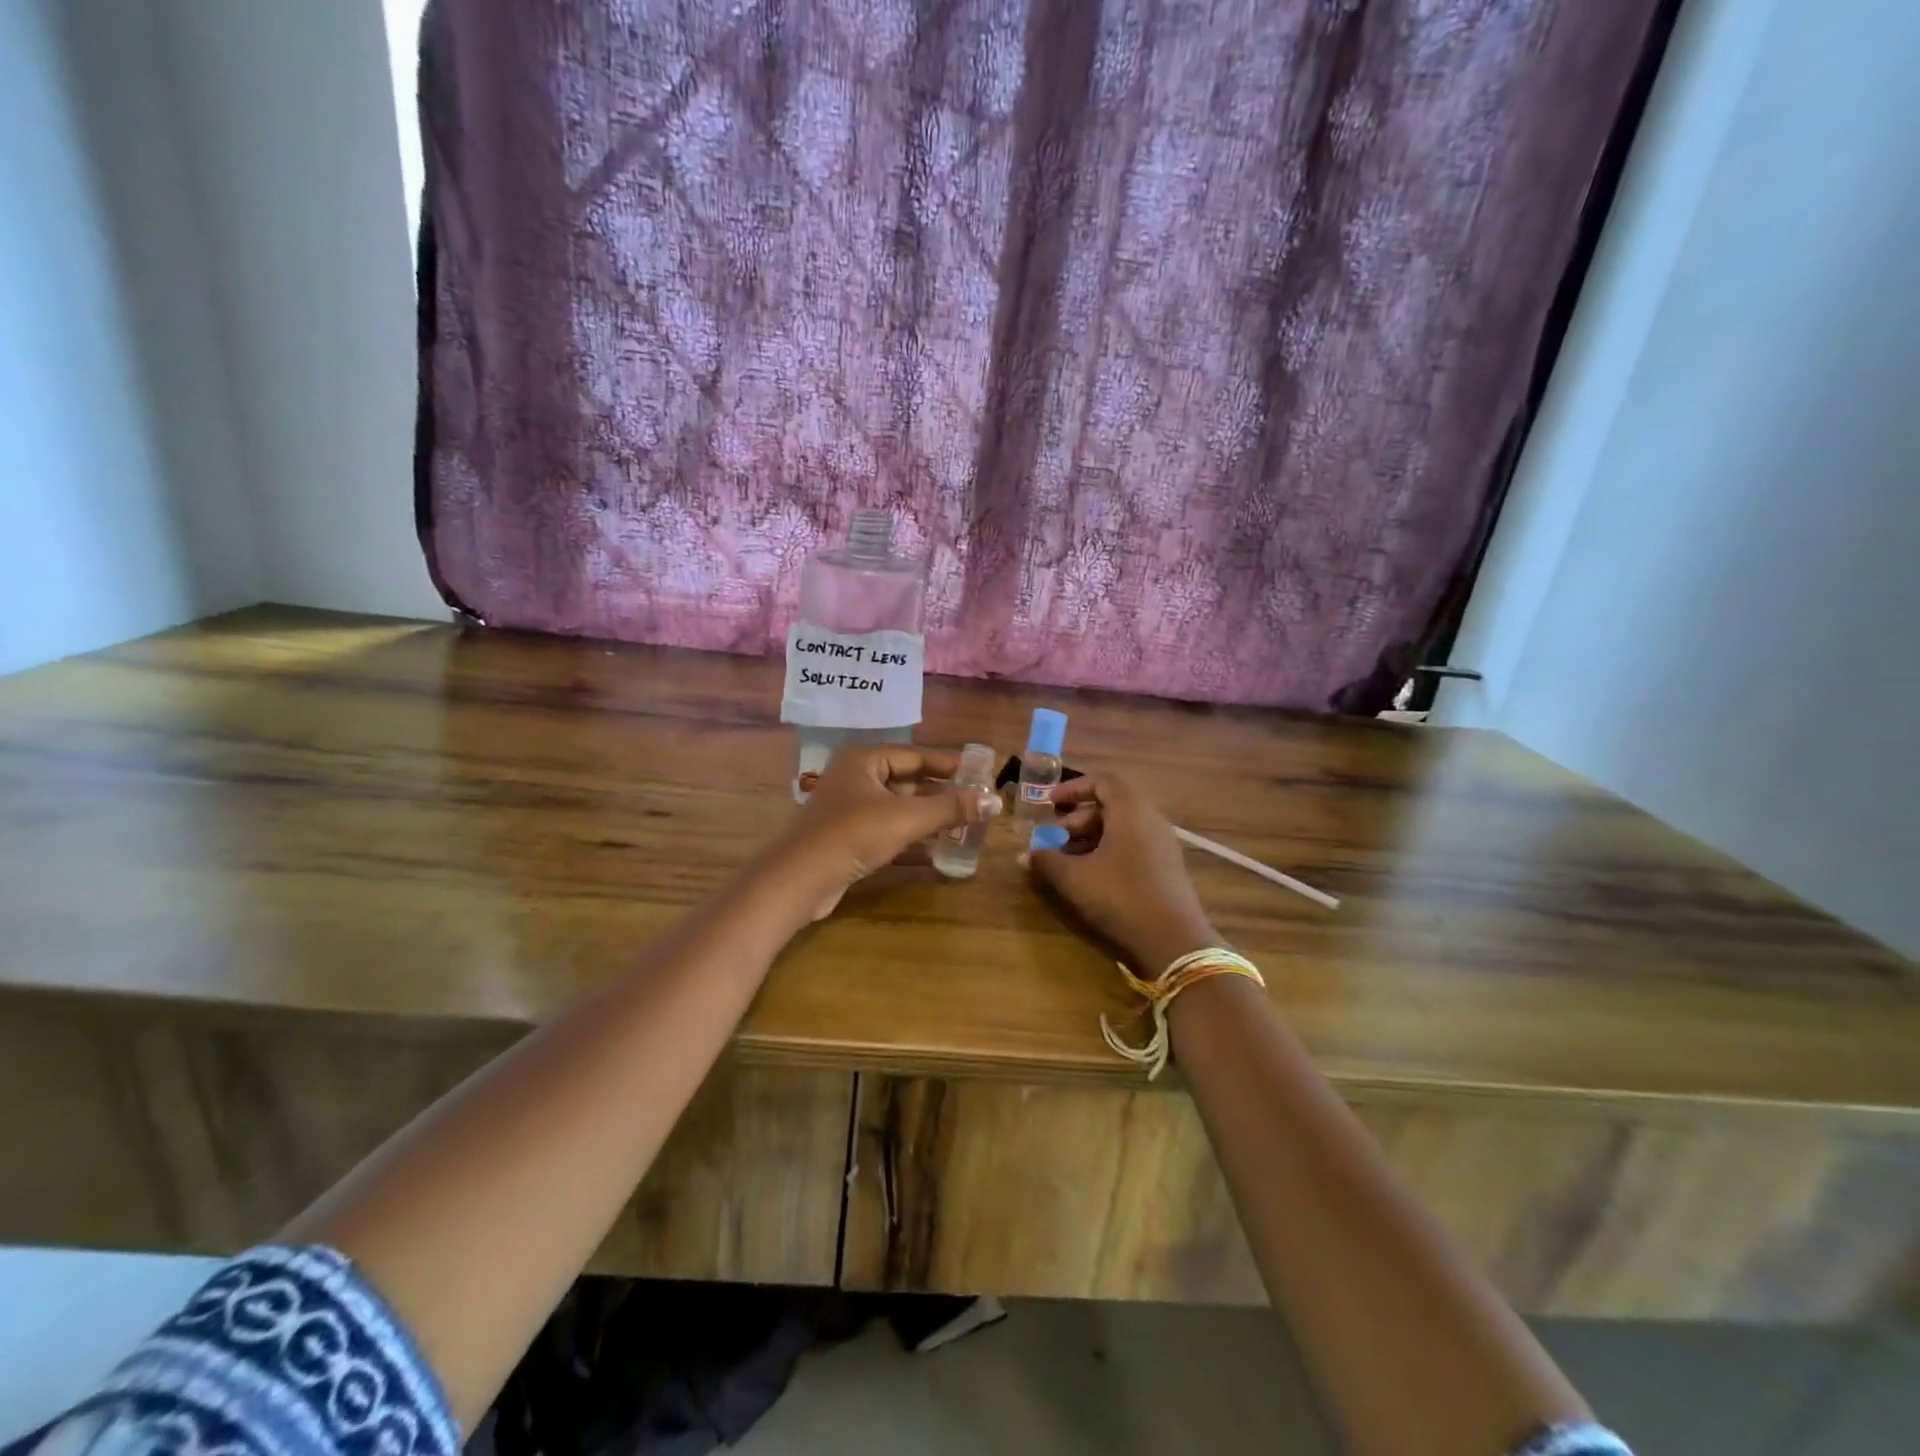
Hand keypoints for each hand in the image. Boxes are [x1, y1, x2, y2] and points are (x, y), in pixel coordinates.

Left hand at [766, 744, 999, 919]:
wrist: (800, 880)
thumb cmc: (854, 834)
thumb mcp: (907, 817)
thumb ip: (951, 808)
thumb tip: (995, 801)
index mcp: (864, 761)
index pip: (915, 756)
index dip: (948, 765)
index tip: (979, 773)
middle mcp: (856, 780)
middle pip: (908, 783)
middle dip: (941, 795)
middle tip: (976, 803)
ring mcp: (850, 812)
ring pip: (899, 811)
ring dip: (929, 821)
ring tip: (965, 828)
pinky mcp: (849, 841)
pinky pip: (888, 834)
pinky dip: (912, 842)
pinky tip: (938, 855)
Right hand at [1025, 772, 1217, 974]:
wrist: (1174, 939)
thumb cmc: (1120, 896)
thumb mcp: (1075, 878)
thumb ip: (1047, 861)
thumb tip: (1025, 854)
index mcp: (1130, 810)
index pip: (1102, 781)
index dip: (1073, 787)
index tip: (1050, 802)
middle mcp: (1150, 818)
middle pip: (1111, 805)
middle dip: (1077, 818)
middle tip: (1054, 838)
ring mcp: (1162, 843)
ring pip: (1121, 827)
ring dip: (1091, 837)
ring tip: (1067, 860)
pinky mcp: (1167, 866)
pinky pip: (1134, 844)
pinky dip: (1109, 850)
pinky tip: (1092, 876)